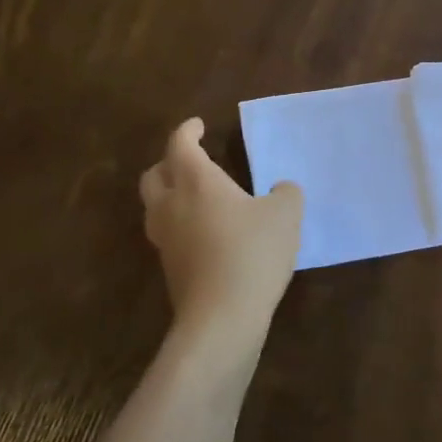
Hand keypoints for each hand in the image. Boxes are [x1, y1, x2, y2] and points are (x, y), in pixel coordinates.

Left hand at [139, 118, 302, 348]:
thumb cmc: (253, 252)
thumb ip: (285, 193)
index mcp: (196, 181)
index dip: (188, 131)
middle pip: (154, 175)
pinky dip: (179, 223)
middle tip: (191, 159)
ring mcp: (165, 239)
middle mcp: (172, 205)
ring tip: (195, 195)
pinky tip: (205, 231)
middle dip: (170, 162)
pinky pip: (167, 233)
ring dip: (169, 194)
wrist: (222, 317)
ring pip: (155, 206)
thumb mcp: (286, 213)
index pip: (180, 145)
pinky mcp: (169, 269)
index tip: (199, 125)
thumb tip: (280, 190)